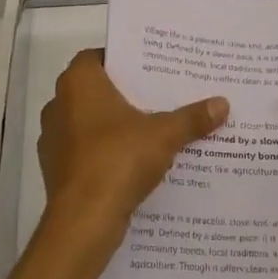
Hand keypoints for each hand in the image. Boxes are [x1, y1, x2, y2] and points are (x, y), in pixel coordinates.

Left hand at [38, 49, 227, 244]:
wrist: (83, 222)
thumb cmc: (117, 160)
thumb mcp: (164, 135)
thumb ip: (192, 118)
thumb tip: (223, 104)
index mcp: (78, 83)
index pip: (96, 56)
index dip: (122, 59)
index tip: (149, 67)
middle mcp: (58, 105)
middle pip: (95, 90)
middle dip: (124, 93)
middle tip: (159, 95)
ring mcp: (54, 140)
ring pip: (89, 122)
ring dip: (114, 126)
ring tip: (151, 128)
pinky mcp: (56, 171)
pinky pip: (85, 152)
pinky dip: (105, 153)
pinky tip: (134, 162)